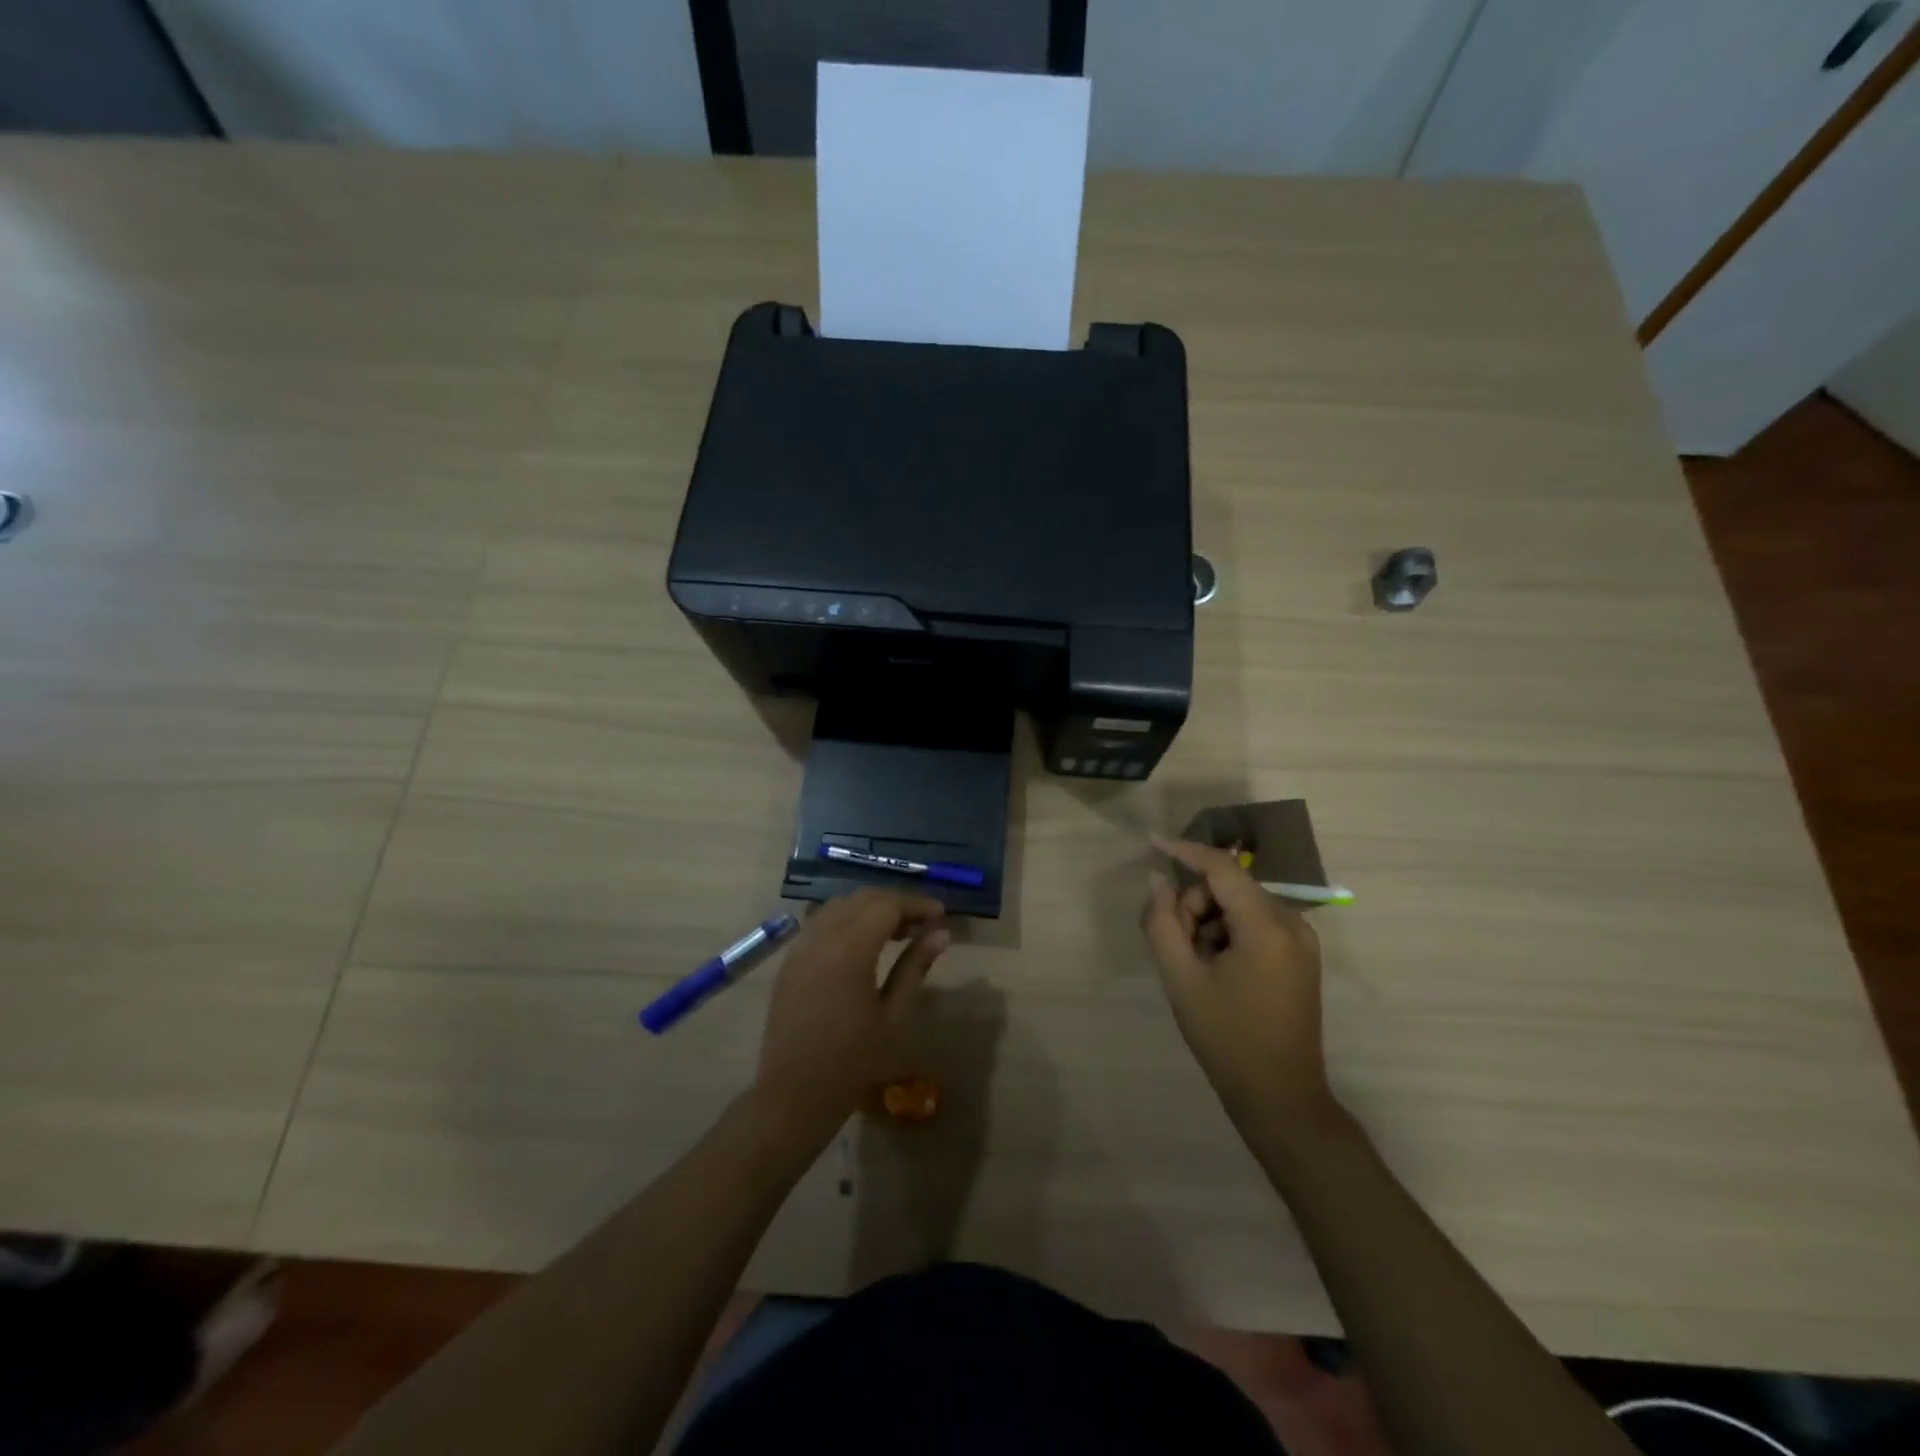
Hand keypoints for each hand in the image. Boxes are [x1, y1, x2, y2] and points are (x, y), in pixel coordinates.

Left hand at [752, 888, 949, 1150]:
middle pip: (863, 898)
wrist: (793, 1095)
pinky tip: (863, 944)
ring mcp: (800, 946)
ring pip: (839, 905)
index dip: (916, 904)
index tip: (941, 914)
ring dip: (870, 908)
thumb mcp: (894, 1016)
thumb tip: (941, 934)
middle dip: (895, 903)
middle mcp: (821, 936)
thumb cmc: (852, 1062)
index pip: (887, 904)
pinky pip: (820, 922)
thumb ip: (915, 967)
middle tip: (923, 924)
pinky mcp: (790, 960)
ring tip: (896, 933)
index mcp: (849, 949)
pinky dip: (846, 920)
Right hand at [1140, 838, 1331, 1125]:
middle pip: (1229, 887)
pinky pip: (1255, 923)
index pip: (1222, 868)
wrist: (1280, 1097)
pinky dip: (1229, 934)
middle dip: (1195, 906)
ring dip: (1210, 923)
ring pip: (1240, 904)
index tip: (1152, 843)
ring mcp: (1302, 940)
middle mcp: (1293, 924)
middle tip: (1178, 947)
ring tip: (1198, 966)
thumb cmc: (1226, 1038)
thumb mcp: (1182, 980)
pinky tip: (1218, 970)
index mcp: (1268, 927)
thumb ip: (1162, 922)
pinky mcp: (1301, 955)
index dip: (1185, 851)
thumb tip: (1156, 880)